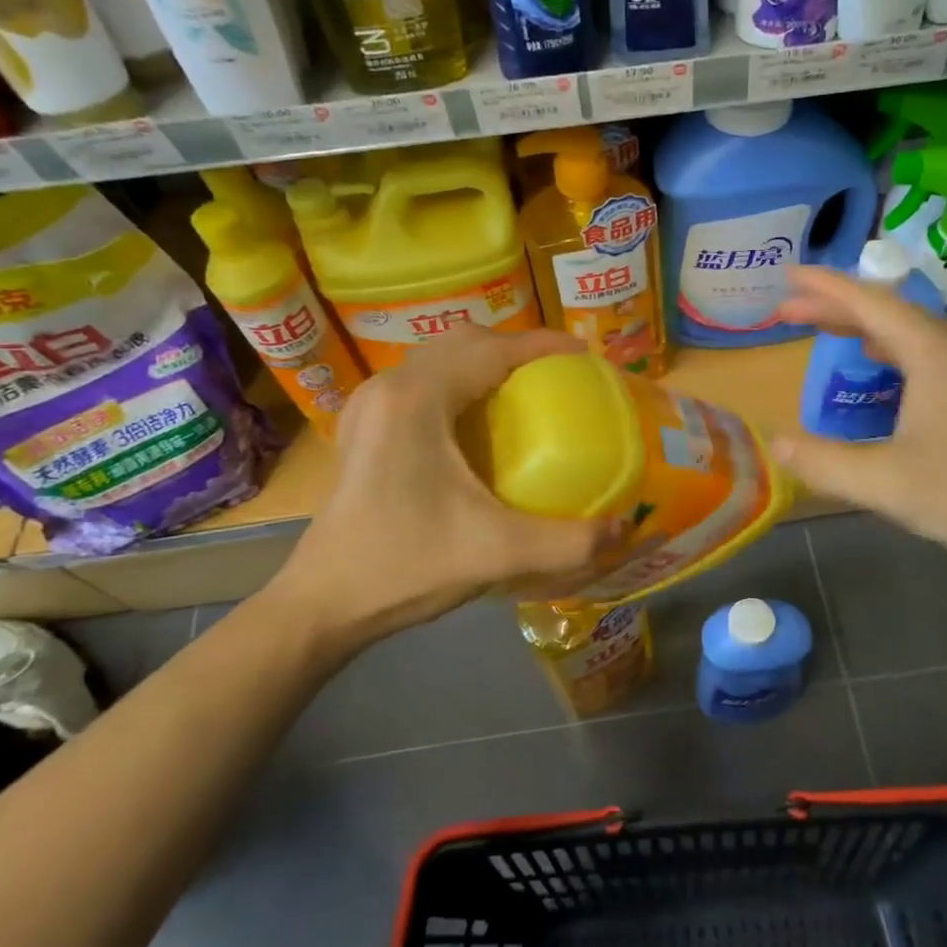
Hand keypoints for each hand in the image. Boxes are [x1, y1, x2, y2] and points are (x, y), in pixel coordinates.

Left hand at [263, 327, 610, 665]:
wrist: (322, 604)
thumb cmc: (405, 566)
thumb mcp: (497, 553)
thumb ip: (569, 541)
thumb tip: (624, 527)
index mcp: (417, 400)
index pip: (491, 349)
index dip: (542, 345)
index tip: (585, 356)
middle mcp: (390, 388)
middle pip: (464, 342)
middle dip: (515, 349)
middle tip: (558, 377)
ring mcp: (370, 406)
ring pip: (439, 359)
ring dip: (484, 364)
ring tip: (525, 394)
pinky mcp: (364, 429)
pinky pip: (422, 384)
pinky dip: (459, 385)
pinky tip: (478, 425)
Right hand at [773, 266, 946, 578]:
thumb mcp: (885, 483)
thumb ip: (824, 461)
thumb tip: (776, 444)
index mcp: (931, 353)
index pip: (868, 302)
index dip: (823, 287)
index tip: (786, 275)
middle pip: (884, 311)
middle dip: (832, 306)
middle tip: (785, 310)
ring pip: (902, 332)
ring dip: (857, 326)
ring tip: (817, 327)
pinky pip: (916, 353)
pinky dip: (882, 349)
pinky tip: (869, 364)